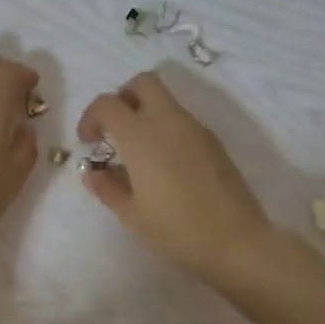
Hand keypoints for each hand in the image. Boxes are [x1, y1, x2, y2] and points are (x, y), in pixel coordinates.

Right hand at [77, 71, 273, 285]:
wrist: (236, 240)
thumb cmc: (176, 229)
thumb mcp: (132, 214)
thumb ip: (107, 187)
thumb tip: (92, 172)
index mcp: (141, 136)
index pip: (107, 104)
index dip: (91, 117)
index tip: (88, 142)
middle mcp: (168, 121)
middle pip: (143, 82)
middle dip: (123, 97)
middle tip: (115, 128)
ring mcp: (195, 128)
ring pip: (165, 100)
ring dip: (146, 112)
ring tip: (138, 152)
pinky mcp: (213, 141)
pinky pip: (182, 120)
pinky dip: (165, 128)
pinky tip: (165, 164)